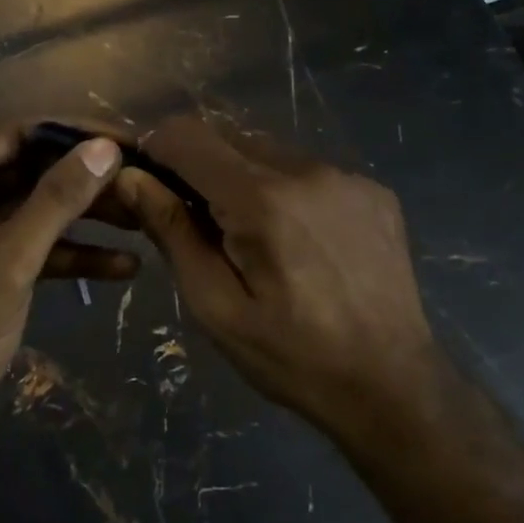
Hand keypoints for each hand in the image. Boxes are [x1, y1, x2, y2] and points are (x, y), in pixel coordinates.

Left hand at [0, 124, 131, 460]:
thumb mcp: (9, 259)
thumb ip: (58, 199)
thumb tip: (105, 147)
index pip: (15, 136)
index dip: (71, 135)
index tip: (126, 141)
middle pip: (30, 171)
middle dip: (85, 179)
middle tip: (141, 178)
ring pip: (38, 211)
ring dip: (87, 217)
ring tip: (142, 218)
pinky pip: (38, 249)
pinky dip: (75, 255)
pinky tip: (124, 267)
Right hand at [114, 117, 447, 443]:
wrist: (393, 386)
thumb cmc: (291, 357)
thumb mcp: (216, 306)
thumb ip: (172, 232)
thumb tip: (130, 178)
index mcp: (262, 199)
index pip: (188, 136)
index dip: (155, 148)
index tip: (144, 181)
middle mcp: (307, 170)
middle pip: (229, 138)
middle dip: (199, 168)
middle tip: (196, 223)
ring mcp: (348, 177)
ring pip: (269, 152)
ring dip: (244, 179)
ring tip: (250, 237)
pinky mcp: (374, 191)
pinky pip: (309, 171)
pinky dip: (286, 190)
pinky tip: (297, 240)